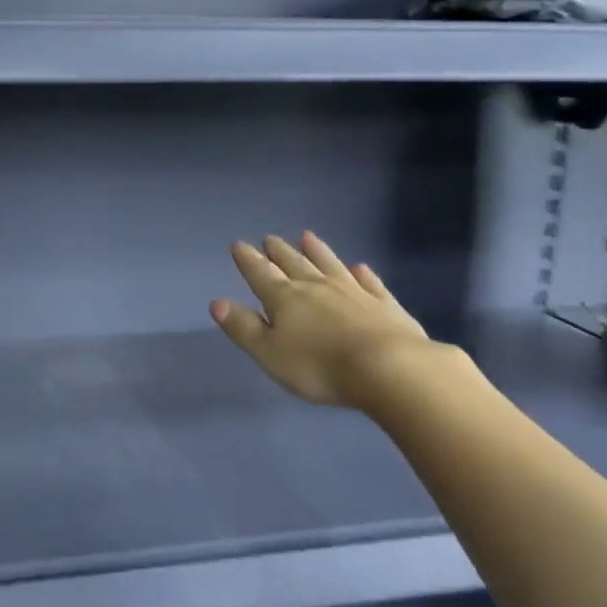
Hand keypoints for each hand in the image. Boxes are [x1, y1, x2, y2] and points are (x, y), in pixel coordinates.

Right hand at [211, 232, 453, 415]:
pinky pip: (370, 282)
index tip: (239, 245)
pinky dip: (362, 273)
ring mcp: (353, 292)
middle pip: (294, 263)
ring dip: (317, 251)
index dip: (248, 260)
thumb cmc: (319, 367)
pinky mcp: (384, 304)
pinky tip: (359, 267)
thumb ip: (243, 327)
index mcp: (285, 298)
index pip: (260, 273)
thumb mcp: (269, 354)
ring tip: (307, 237)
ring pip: (329, 265)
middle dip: (279, 252)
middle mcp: (316, 286)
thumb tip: (217, 303)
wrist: (390, 369)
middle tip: (270, 238)